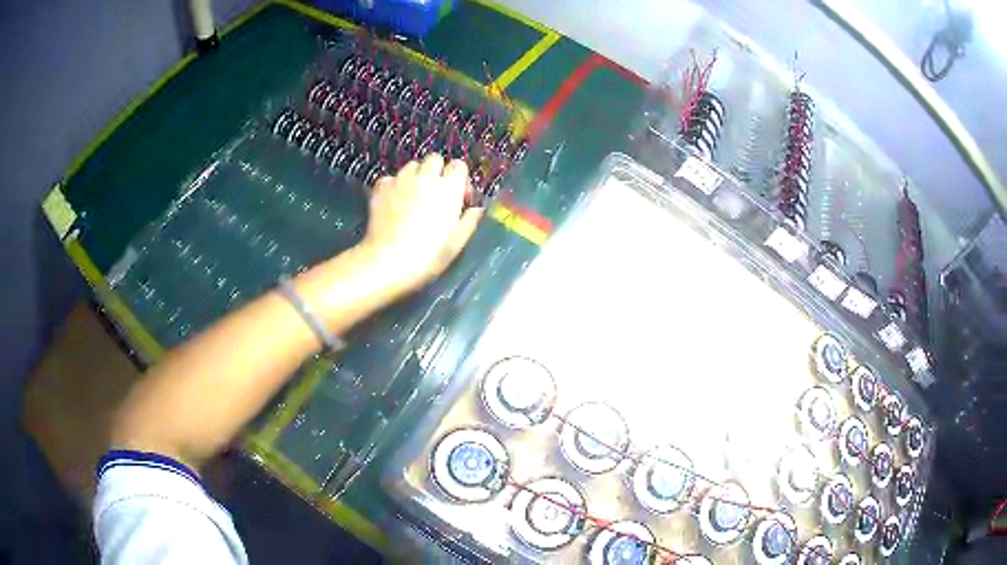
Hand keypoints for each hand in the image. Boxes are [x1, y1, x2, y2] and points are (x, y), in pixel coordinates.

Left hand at [357, 153, 483, 295]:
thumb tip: (476, 209)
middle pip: (434, 159)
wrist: (387, 262)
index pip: (459, 165)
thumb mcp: (456, 244)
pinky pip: (391, 178)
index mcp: (449, 189)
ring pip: (412, 166)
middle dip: (437, 172)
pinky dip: (395, 186)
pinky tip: (394, 203)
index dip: (459, 179)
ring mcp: (401, 180)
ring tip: (414, 197)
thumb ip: (469, 221)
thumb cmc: (427, 257)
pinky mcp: (381, 187)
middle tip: (435, 194)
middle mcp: (425, 178)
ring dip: (416, 177)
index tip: (458, 197)